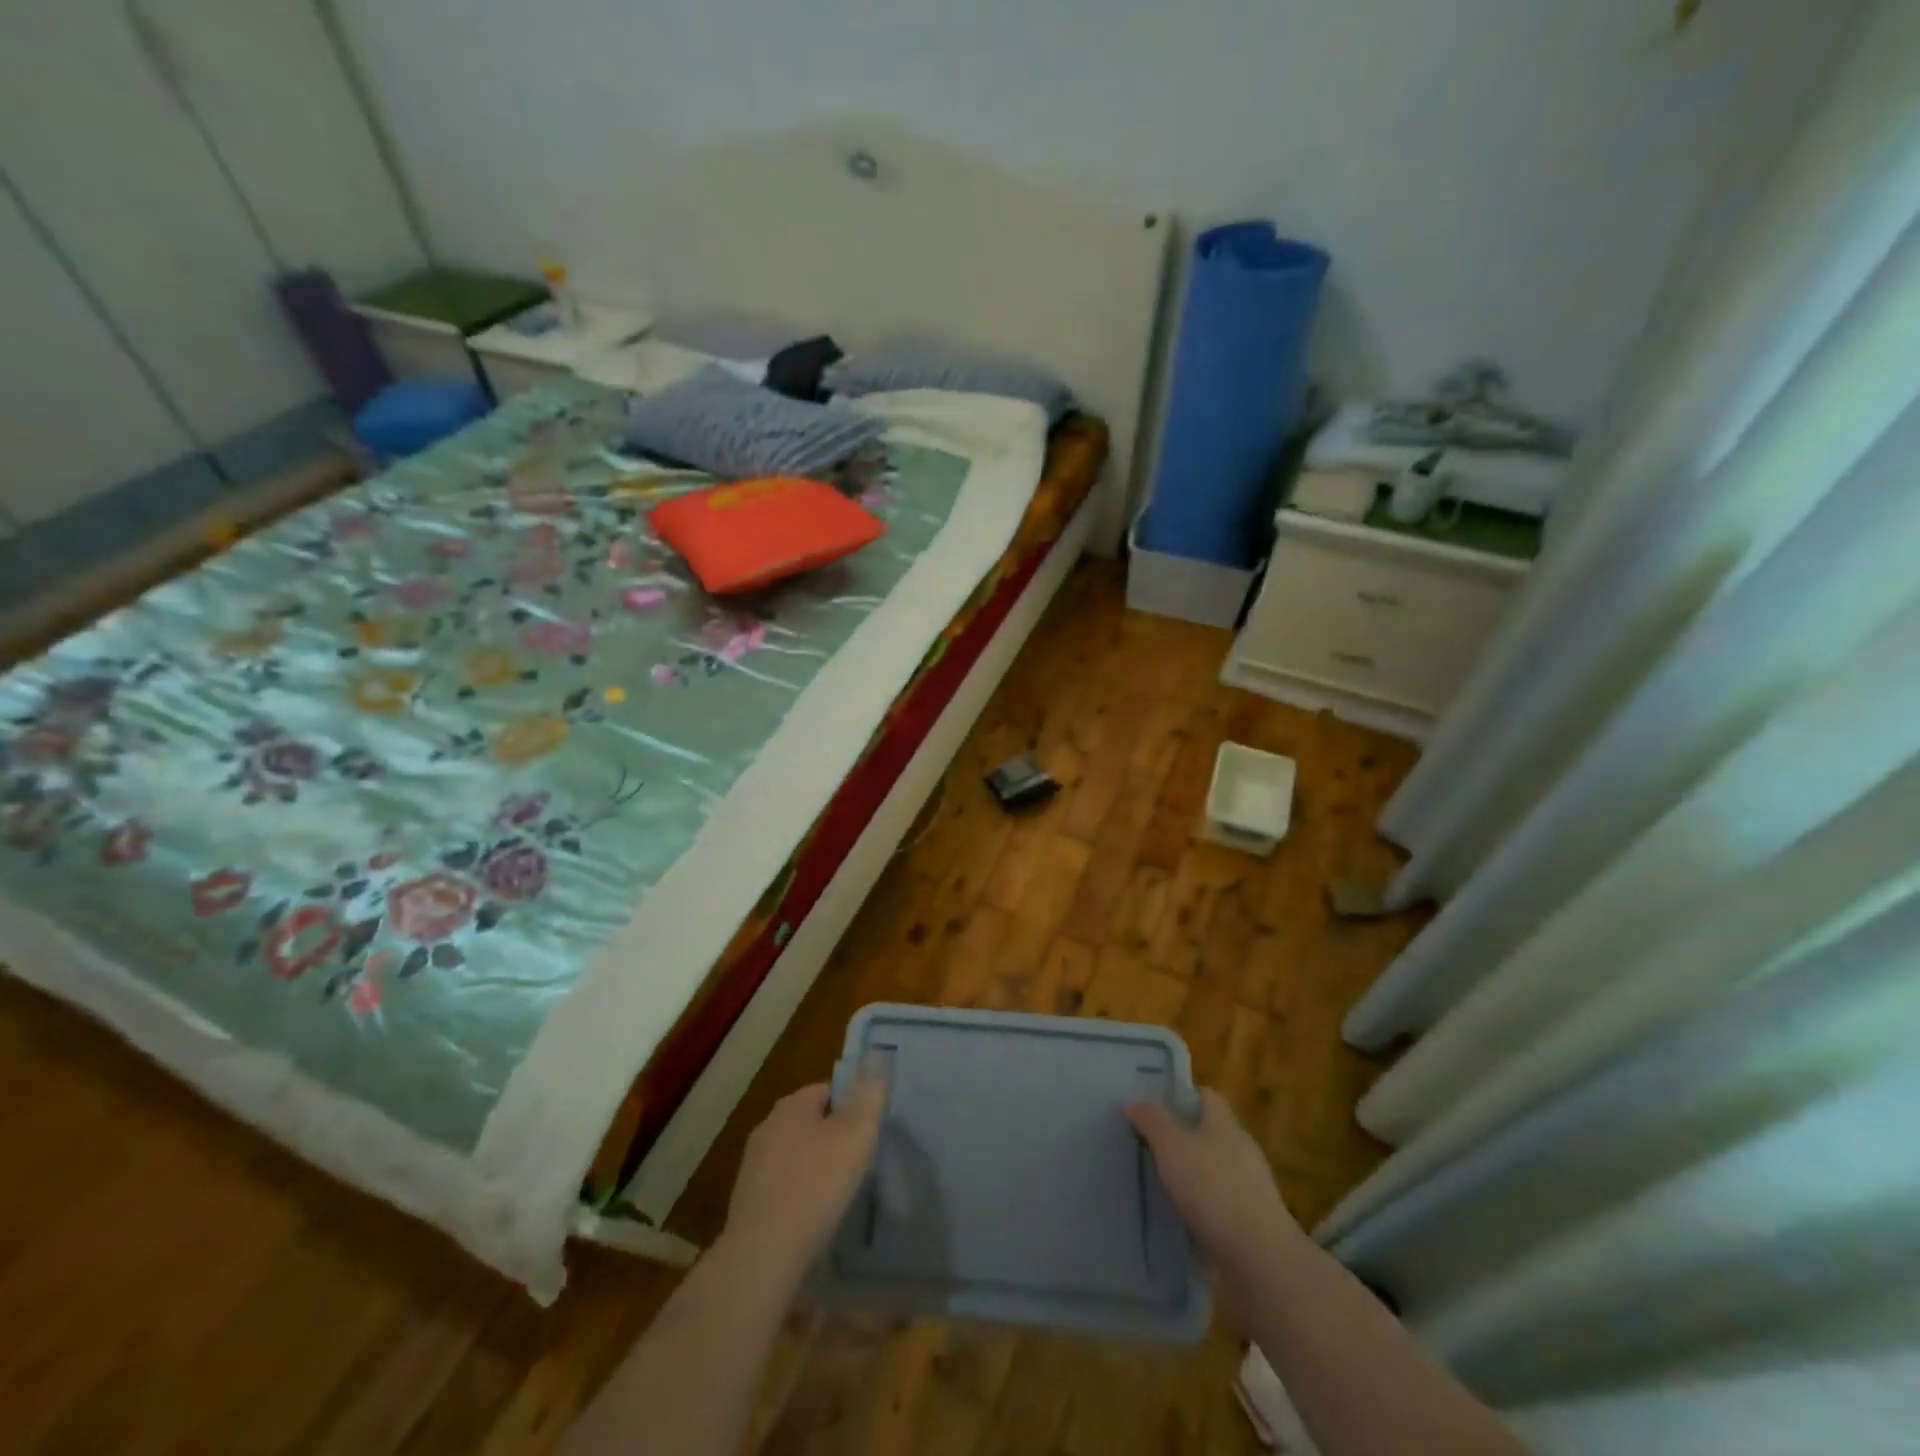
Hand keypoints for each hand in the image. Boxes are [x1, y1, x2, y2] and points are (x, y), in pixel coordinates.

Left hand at [722, 1078, 885, 1280]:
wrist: (763, 1254)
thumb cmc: (815, 1186)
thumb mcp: (855, 1136)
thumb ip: (868, 1097)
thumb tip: (877, 1060)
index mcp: (791, 1105)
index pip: (827, 1089)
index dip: (852, 1105)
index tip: (869, 1129)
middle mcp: (767, 1126)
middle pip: (809, 1121)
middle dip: (832, 1135)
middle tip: (859, 1159)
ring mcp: (753, 1165)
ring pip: (795, 1154)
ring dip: (815, 1166)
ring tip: (839, 1190)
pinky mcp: (747, 1201)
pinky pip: (782, 1185)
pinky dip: (799, 1193)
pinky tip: (814, 1215)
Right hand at [1128, 1088, 1306, 1274]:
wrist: (1260, 1260)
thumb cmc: (1213, 1189)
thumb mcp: (1172, 1146)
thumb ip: (1152, 1121)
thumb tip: (1134, 1103)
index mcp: (1226, 1125)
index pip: (1206, 1096)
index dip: (1181, 1095)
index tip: (1154, 1104)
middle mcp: (1242, 1151)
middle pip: (1210, 1133)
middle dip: (1182, 1136)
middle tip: (1148, 1143)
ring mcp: (1251, 1189)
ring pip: (1214, 1171)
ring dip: (1191, 1175)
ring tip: (1158, 1183)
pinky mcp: (1251, 1224)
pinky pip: (1219, 1206)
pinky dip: (1200, 1208)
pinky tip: (1179, 1219)